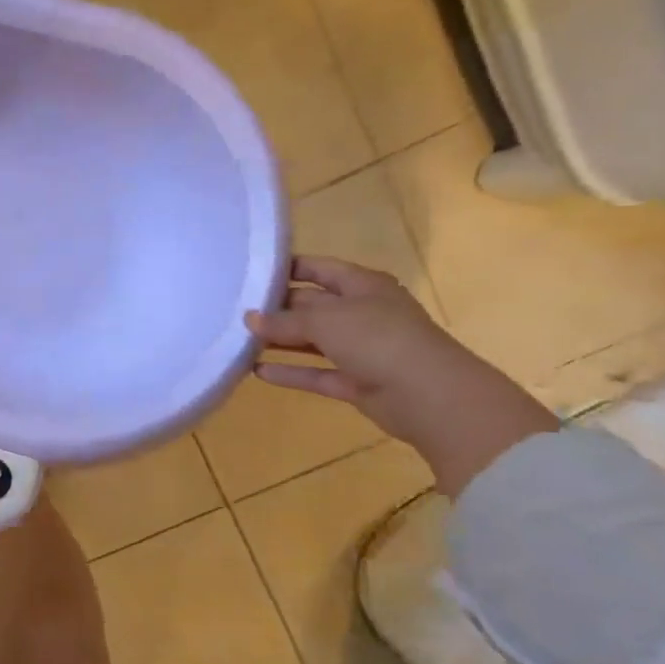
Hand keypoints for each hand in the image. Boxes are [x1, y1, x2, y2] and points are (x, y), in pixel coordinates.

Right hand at [247, 255, 558, 495]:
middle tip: (234, 310)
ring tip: (240, 339)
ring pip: (313, 340)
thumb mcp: (325, 320)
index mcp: (362, 285)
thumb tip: (249, 319)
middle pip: (312, 305)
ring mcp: (362, 348)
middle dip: (277, 307)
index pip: (318, 268)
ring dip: (281, 341)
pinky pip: (317, 373)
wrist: (430, 396)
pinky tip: (258, 372)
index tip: (250, 272)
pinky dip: (291, 372)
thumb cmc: (378, 339)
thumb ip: (284, 320)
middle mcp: (362, 313)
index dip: (287, 268)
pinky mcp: (357, 381)